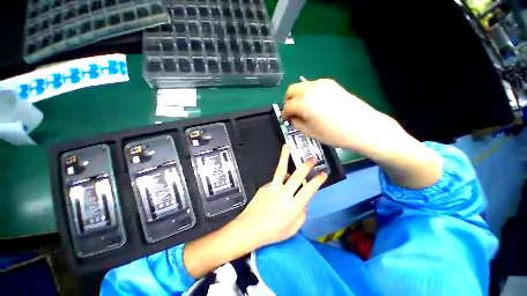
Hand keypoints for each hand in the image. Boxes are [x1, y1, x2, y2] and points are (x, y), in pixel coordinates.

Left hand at [233, 145, 326, 248]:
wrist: (250, 228)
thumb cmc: (273, 232)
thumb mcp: (293, 229)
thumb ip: (301, 214)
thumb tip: (303, 201)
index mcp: (294, 206)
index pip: (309, 190)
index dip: (317, 180)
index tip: (323, 173)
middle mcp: (285, 194)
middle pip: (297, 176)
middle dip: (306, 165)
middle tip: (312, 158)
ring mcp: (273, 188)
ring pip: (281, 169)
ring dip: (285, 156)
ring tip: (287, 146)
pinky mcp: (264, 186)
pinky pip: (275, 181)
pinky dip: (279, 181)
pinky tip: (278, 188)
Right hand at [282, 79, 399, 155]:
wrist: (362, 127)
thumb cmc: (333, 134)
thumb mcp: (309, 132)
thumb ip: (296, 122)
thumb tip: (292, 117)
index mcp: (304, 102)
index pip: (287, 106)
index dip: (284, 114)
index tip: (286, 119)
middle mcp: (310, 89)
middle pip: (291, 90)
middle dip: (288, 101)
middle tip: (292, 112)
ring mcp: (322, 84)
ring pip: (301, 86)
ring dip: (298, 96)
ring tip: (303, 108)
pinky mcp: (331, 84)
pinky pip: (312, 86)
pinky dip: (308, 93)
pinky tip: (314, 104)